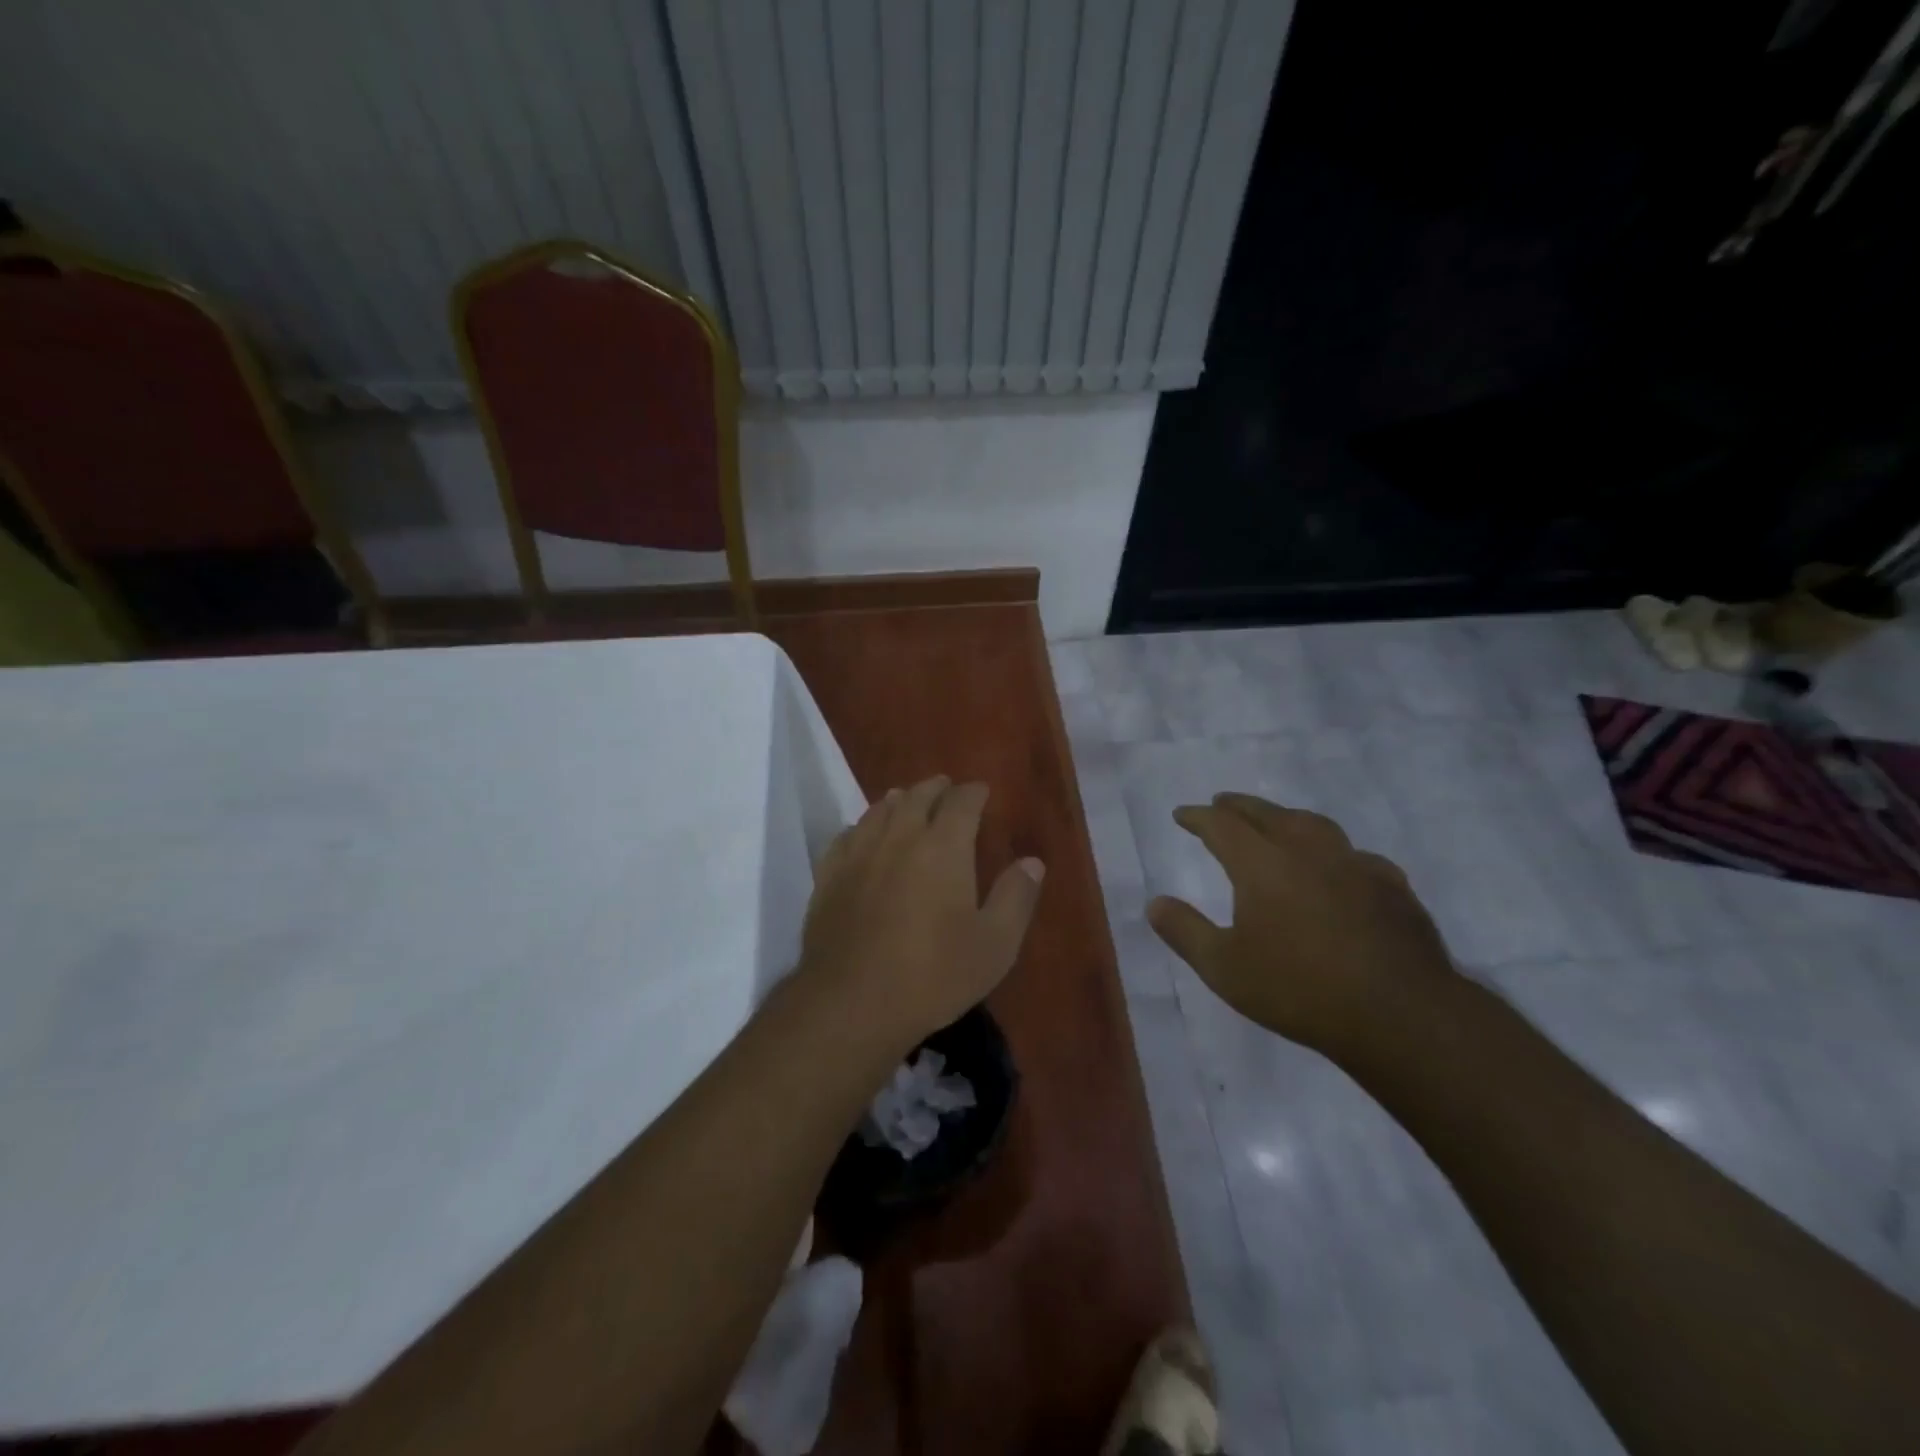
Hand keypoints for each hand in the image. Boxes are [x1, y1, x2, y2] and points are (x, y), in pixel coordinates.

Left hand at [799, 776, 1044, 1054]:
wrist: (852, 1002)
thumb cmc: (933, 975)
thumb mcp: (994, 945)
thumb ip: (1016, 898)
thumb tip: (1032, 862)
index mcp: (943, 847)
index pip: (961, 802)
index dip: (973, 792)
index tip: (981, 791)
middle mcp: (899, 837)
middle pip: (917, 797)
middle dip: (935, 788)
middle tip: (945, 788)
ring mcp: (859, 854)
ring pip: (879, 810)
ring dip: (899, 800)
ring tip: (906, 800)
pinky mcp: (829, 876)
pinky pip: (847, 835)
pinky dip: (862, 826)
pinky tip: (863, 834)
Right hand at [1147, 793, 1453, 1059]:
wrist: (1400, 1015)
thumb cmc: (1299, 990)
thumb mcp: (1224, 968)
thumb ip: (1185, 931)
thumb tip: (1154, 903)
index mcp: (1263, 865)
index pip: (1222, 826)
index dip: (1199, 817)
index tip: (1182, 814)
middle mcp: (1308, 852)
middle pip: (1268, 814)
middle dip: (1239, 806)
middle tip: (1222, 803)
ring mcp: (1355, 865)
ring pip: (1315, 825)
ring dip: (1287, 818)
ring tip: (1277, 823)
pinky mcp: (1392, 887)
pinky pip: (1356, 855)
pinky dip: (1334, 852)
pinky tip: (1340, 868)